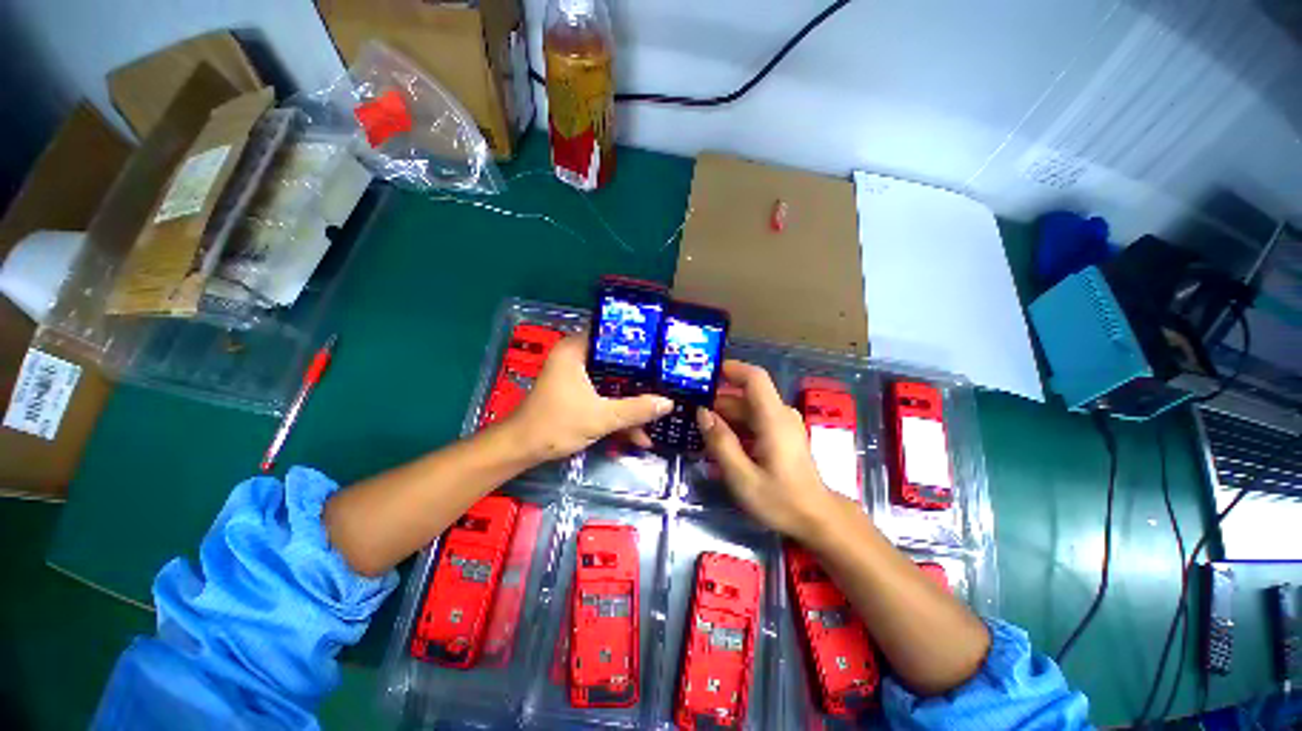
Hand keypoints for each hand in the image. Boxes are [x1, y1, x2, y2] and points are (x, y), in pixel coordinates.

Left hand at [505, 334, 671, 462]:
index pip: (612, 334)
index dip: (638, 342)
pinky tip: (637, 434)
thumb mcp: (601, 417)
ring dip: (631, 402)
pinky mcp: (577, 394)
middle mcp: (576, 358)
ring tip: (658, 414)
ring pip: (612, 383)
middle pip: (616, 361)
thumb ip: (635, 409)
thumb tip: (668, 403)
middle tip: (667, 380)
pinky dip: (618, 412)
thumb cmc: (556, 424)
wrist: (522, 450)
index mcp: (576, 350)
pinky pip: (604, 396)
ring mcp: (577, 377)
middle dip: (640, 377)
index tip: (662, 350)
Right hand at [696, 360, 844, 541]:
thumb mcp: (743, 477)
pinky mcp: (781, 435)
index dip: (730, 369)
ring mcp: (782, 424)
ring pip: (747, 409)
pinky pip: (754, 421)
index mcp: (773, 418)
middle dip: (717, 402)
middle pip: (745, 396)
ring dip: (724, 417)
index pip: (754, 378)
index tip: (704, 374)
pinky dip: (735, 427)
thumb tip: (702, 413)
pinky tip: (719, 444)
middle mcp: (780, 414)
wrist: (817, 519)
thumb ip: (721, 443)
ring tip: (699, 431)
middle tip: (689, 414)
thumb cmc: (781, 500)